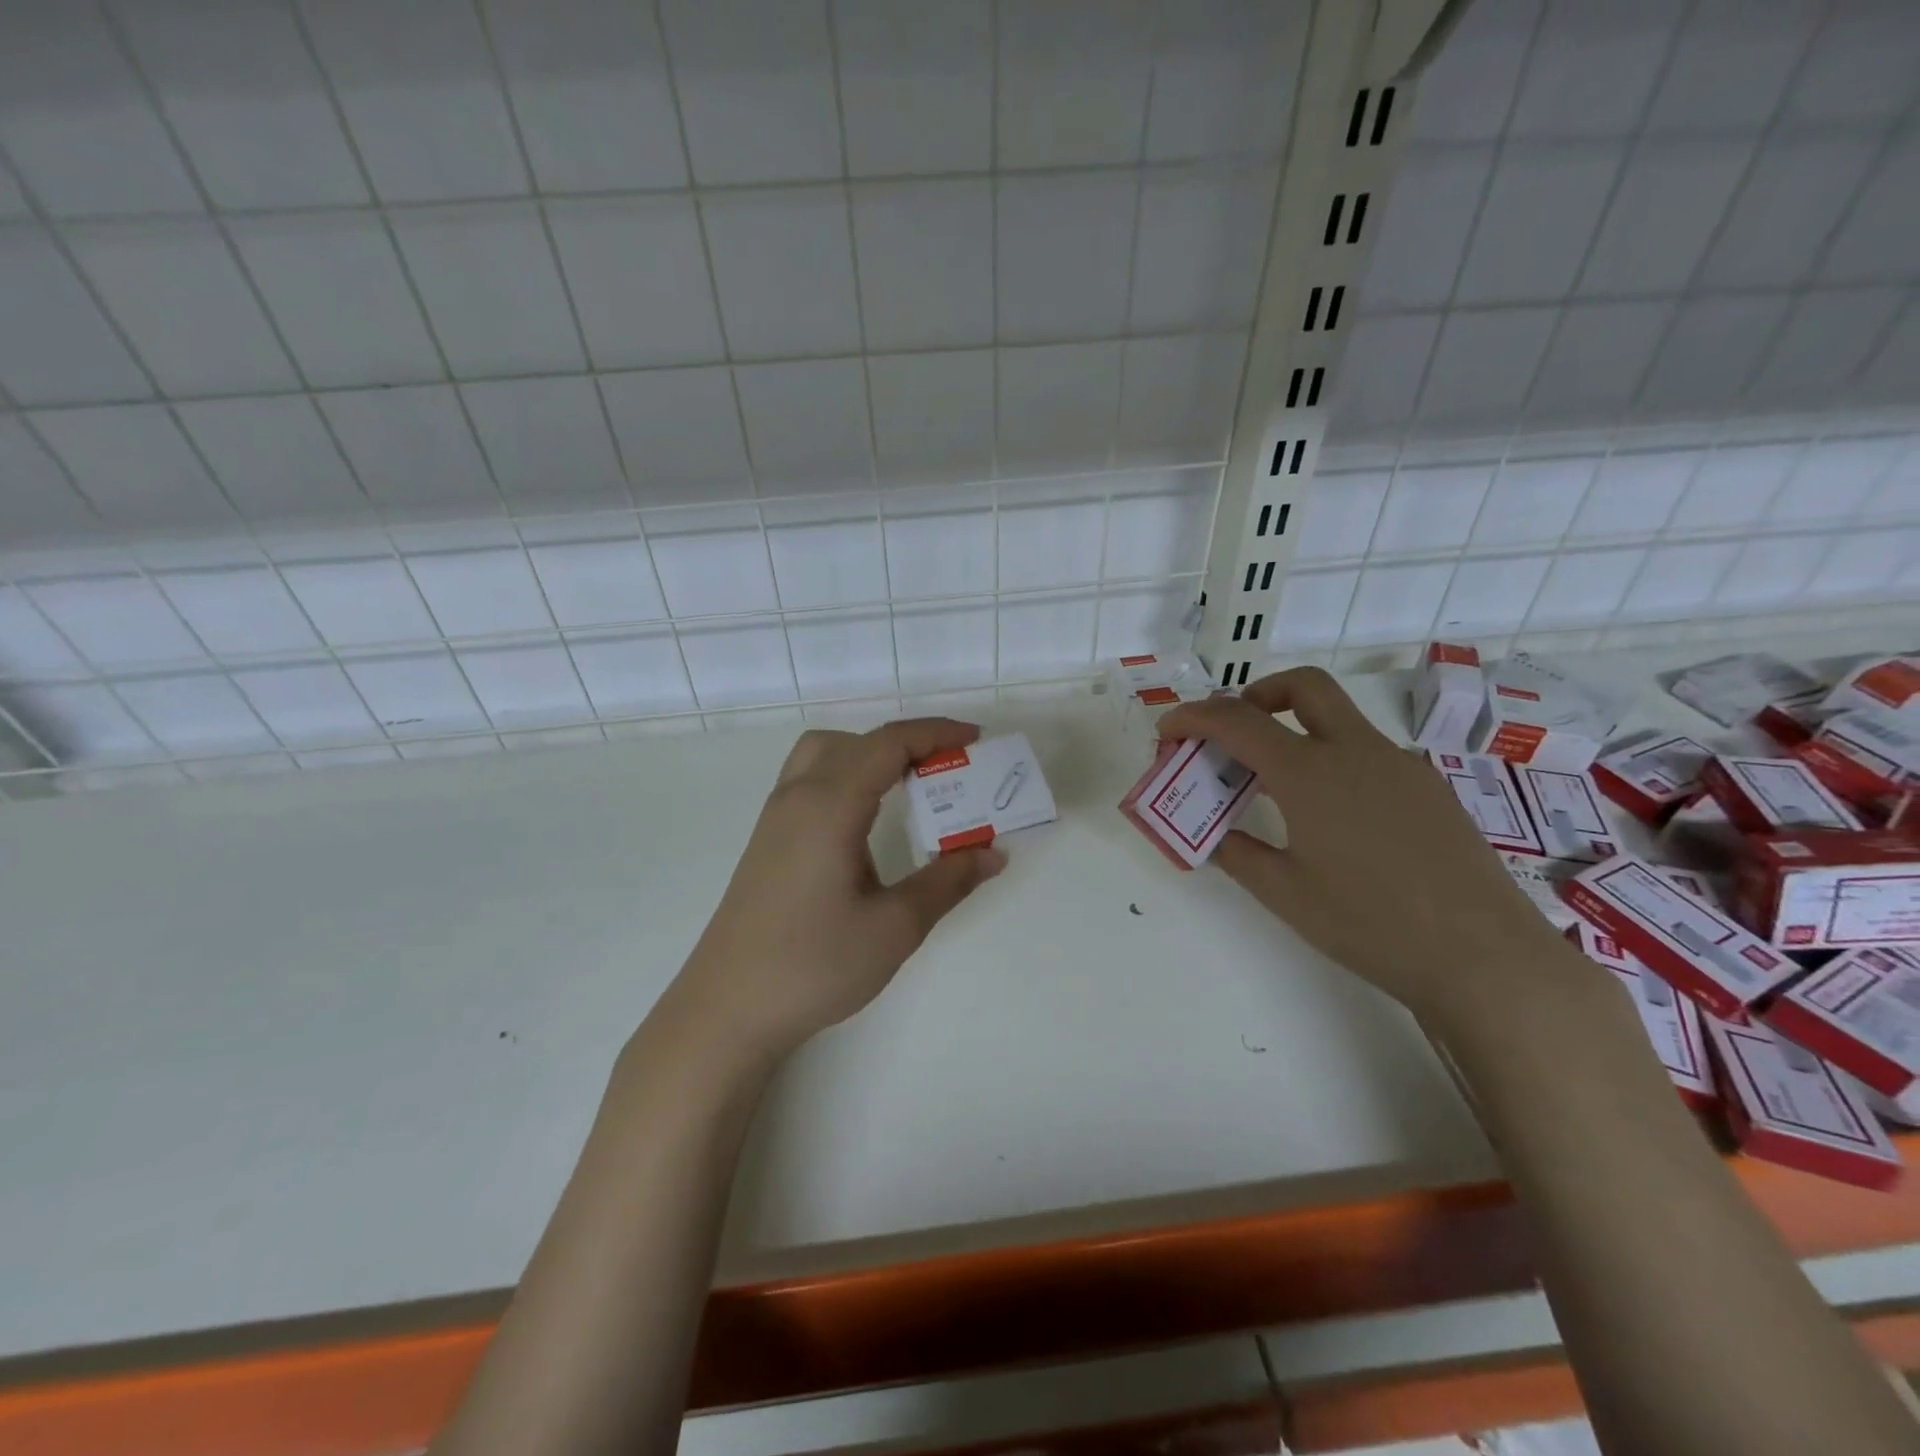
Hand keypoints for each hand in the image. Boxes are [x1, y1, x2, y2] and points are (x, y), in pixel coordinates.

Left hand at [672, 718, 1005, 1056]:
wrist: (727, 1010)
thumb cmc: (814, 965)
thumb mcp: (895, 927)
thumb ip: (947, 881)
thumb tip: (993, 853)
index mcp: (830, 805)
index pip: (888, 743)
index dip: (936, 732)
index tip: (977, 740)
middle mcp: (798, 797)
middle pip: (857, 741)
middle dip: (908, 742)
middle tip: (949, 767)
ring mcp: (776, 818)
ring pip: (825, 754)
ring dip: (871, 754)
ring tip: (908, 787)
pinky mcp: (767, 841)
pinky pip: (810, 780)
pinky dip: (847, 775)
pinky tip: (866, 820)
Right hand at [1158, 668, 1576, 1030]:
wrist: (1483, 957)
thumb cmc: (1369, 924)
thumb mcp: (1284, 893)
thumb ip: (1237, 852)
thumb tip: (1214, 834)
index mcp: (1309, 772)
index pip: (1235, 721)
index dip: (1192, 717)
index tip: (1168, 731)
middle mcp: (1356, 751)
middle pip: (1302, 686)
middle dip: (1255, 695)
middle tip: (1233, 734)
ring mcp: (1400, 765)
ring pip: (1339, 720)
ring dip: (1295, 731)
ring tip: (1274, 788)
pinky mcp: (1430, 788)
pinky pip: (1367, 754)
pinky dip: (1331, 761)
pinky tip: (1332, 818)